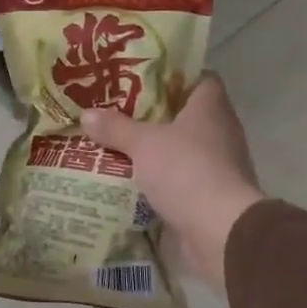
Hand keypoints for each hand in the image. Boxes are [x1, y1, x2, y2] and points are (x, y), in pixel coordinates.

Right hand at [81, 74, 265, 288]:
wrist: (220, 233)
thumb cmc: (186, 171)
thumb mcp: (143, 144)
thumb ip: (115, 127)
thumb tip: (87, 114)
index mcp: (210, 107)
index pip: (198, 78)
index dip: (171, 75)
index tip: (140, 76)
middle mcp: (218, 132)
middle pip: (183, 114)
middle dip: (151, 113)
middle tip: (114, 108)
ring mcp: (216, 166)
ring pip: (178, 149)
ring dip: (151, 149)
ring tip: (113, 142)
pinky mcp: (207, 196)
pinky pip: (176, 180)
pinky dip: (155, 179)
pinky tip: (125, 178)